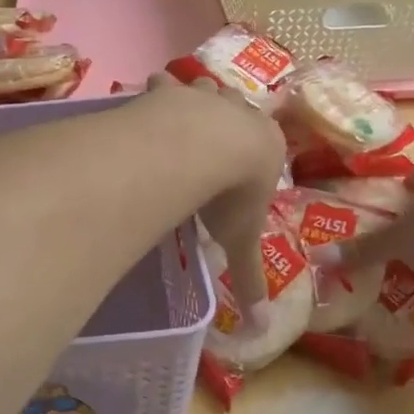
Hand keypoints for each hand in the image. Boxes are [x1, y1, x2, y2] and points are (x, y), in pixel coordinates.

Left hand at [142, 73, 285, 323]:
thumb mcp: (241, 241)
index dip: (255, 147)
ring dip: (194, 97)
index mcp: (266, 144)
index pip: (268, 139)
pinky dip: (156, 92)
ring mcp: (205, 97)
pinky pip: (163, 85)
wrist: (206, 148)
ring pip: (204, 87)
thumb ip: (248, 278)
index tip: (244, 157)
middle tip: (212, 132)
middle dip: (227, 115)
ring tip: (179, 112)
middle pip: (237, 107)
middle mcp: (239, 112)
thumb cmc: (233, 194)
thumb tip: (262, 328)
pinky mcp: (171, 91)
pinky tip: (146, 102)